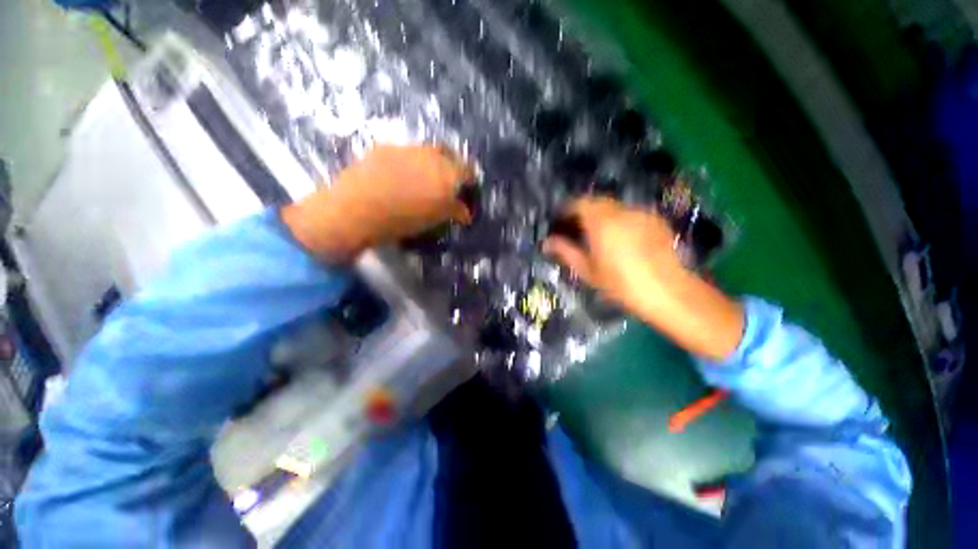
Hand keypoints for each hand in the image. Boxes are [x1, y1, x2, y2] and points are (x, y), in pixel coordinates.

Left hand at [282, 145, 473, 260]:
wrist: (356, 210)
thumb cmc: (403, 219)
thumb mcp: (435, 219)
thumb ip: (454, 212)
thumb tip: (466, 213)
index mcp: (445, 172)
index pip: (467, 171)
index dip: (470, 180)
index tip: (469, 189)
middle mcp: (428, 154)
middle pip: (448, 153)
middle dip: (452, 165)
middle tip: (449, 181)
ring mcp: (404, 148)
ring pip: (425, 151)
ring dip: (430, 162)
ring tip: (422, 179)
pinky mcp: (383, 149)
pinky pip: (404, 153)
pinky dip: (409, 162)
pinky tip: (399, 176)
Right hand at [544, 197, 743, 360]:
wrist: (669, 292)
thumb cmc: (621, 284)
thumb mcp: (588, 270)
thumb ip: (565, 252)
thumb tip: (546, 242)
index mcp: (601, 221)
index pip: (579, 203)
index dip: (566, 210)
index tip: (560, 222)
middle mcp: (621, 210)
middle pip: (597, 201)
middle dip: (583, 211)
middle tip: (577, 229)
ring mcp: (641, 213)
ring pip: (614, 207)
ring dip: (602, 215)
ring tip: (598, 235)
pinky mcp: (656, 220)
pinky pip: (630, 213)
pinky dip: (619, 220)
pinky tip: (622, 239)